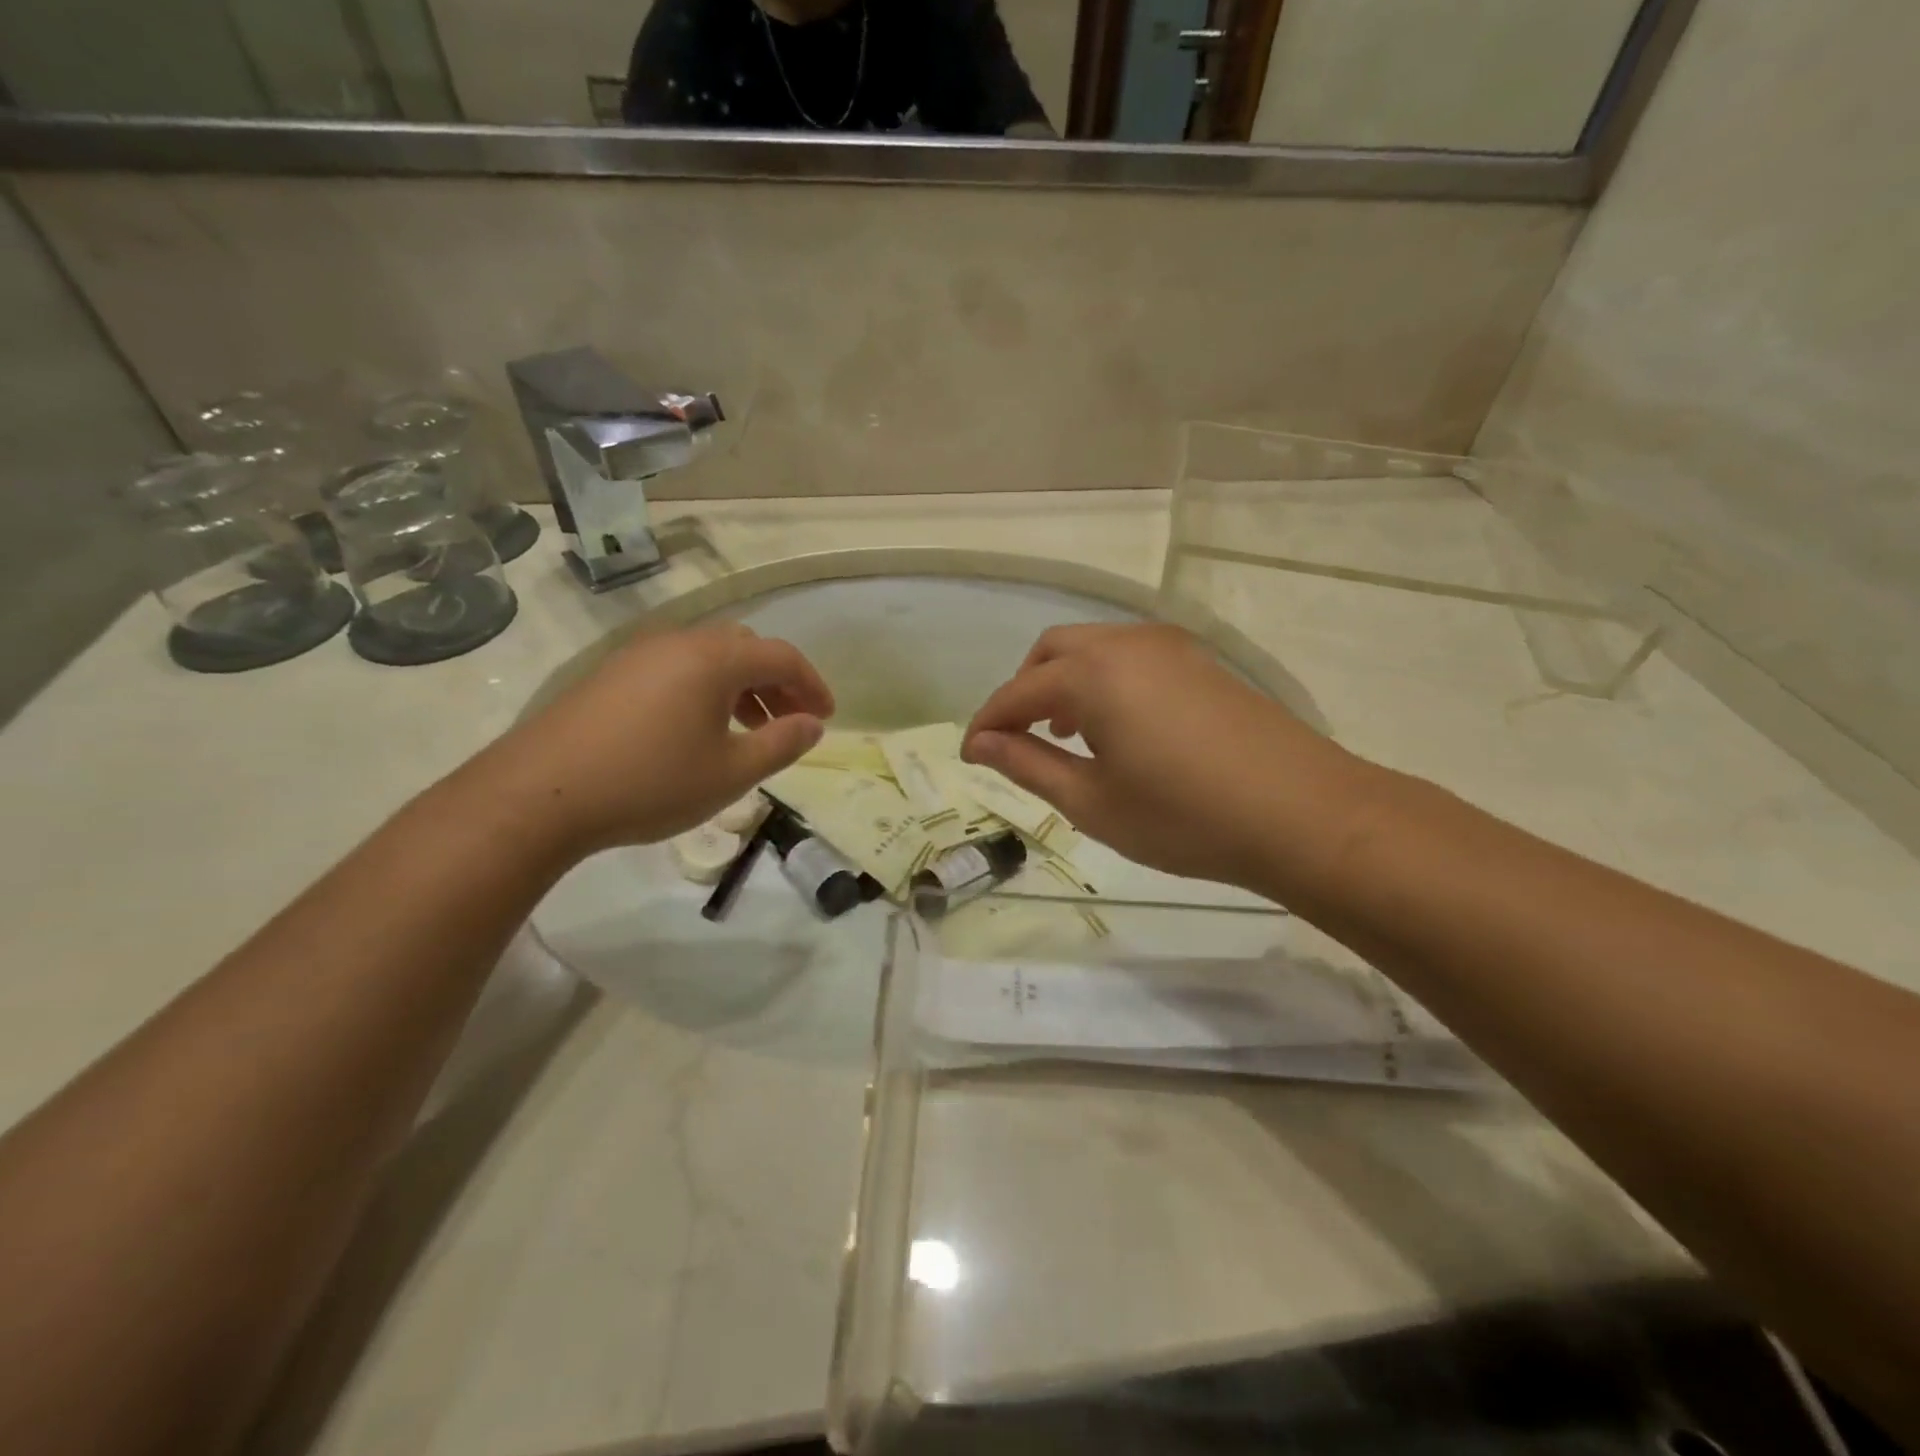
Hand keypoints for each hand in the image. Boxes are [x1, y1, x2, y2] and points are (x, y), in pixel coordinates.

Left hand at [470, 623, 832, 859]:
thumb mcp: (730, 772)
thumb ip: (781, 744)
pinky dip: (705, 691)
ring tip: (749, 731)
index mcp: (714, 658)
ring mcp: (639, 655)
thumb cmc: (650, 782)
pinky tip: (698, 732)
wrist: (539, 794)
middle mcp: (678, 642)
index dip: (812, 685)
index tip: (827, 717)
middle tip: (789, 723)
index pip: (782, 656)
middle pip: (745, 649)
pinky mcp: (611, 675)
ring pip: (708, 659)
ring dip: (741, 688)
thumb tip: (814, 724)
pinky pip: (676, 670)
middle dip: (776, 683)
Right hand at [963, 623, 1371, 892]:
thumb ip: (1029, 764)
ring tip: (1064, 733)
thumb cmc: (1184, 817)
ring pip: (1093, 647)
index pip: (1017, 692)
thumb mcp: (1092, 801)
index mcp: (1092, 674)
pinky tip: (1117, 725)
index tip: (968, 755)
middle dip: (1023, 691)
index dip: (987, 723)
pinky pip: (1129, 656)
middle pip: (1052, 651)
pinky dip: (1103, 679)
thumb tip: (982, 744)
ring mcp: (1169, 646)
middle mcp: (1125, 643)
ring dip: (1064, 682)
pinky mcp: (1200, 660)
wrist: (1302, 814)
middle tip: (1016, 740)